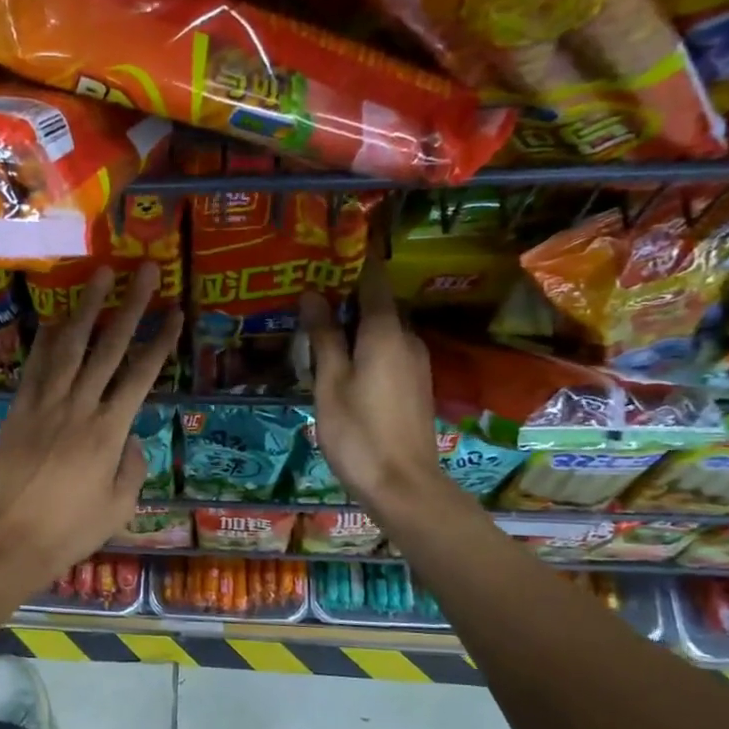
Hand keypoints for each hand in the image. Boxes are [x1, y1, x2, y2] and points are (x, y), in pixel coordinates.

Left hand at [0, 264, 182, 582]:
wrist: (14, 538)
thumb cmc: (73, 528)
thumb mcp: (120, 504)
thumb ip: (132, 466)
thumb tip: (130, 439)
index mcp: (110, 431)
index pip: (141, 375)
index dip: (160, 341)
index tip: (175, 312)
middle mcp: (80, 407)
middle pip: (109, 348)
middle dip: (131, 307)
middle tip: (146, 272)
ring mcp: (46, 404)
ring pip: (70, 347)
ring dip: (87, 308)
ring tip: (100, 275)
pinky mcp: (19, 410)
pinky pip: (35, 367)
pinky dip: (47, 340)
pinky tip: (57, 318)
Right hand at [301, 233, 443, 510]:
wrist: (403, 484)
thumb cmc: (358, 431)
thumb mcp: (329, 383)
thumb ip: (323, 337)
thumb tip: (311, 294)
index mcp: (384, 333)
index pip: (373, 281)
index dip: (357, 260)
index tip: (337, 244)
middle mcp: (407, 340)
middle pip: (378, 306)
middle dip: (349, 296)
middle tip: (313, 295)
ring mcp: (416, 364)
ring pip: (384, 331)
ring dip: (357, 325)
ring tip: (321, 330)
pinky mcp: (416, 386)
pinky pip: (390, 352)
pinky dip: (368, 347)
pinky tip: (344, 363)